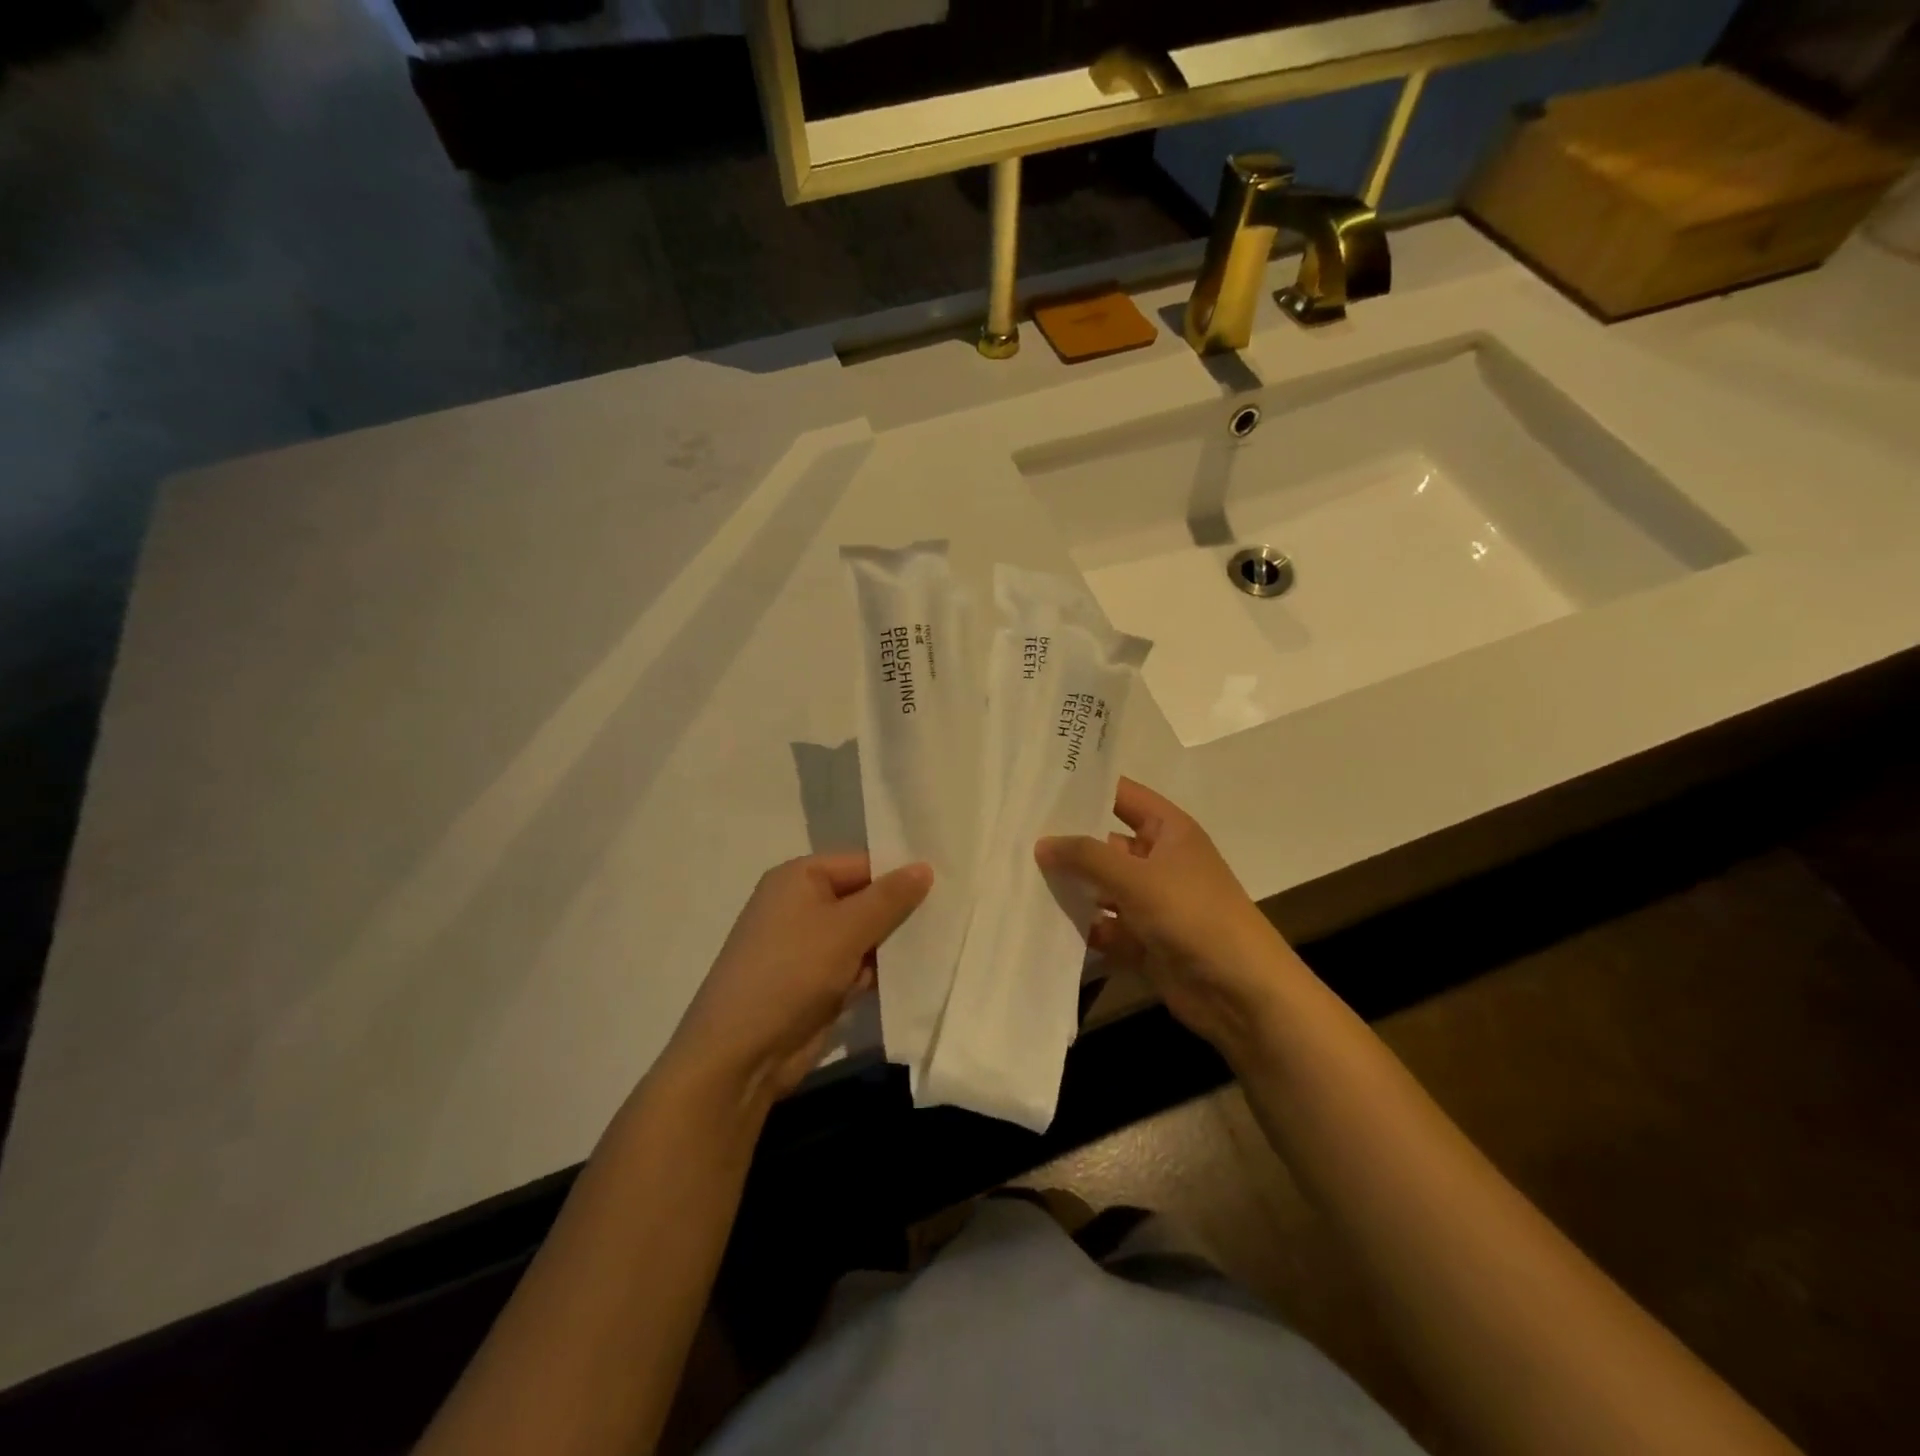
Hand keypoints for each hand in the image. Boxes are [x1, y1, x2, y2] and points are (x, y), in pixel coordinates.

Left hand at [664, 854, 931, 1106]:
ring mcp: (808, 948)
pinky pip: (858, 967)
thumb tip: (925, 867)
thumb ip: (889, 898)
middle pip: (864, 898)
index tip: (947, 884)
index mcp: (799, 878)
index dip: (901, 874)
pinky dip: (881, 972)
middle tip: (954, 914)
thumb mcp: (846, 929)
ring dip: (895, 944)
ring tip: (946, 942)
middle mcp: (802, 906)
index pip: (862, 863)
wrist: (741, 1054)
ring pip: (864, 936)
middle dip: (902, 910)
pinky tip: (919, 974)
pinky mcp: (816, 984)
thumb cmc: (791, 973)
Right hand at [1036, 778, 1299, 1058]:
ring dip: (1070, 887)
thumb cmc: (1193, 915)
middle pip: (1105, 843)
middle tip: (1014, 835)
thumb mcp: (1136, 877)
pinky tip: (1039, 922)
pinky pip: (1104, 925)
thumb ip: (1086, 856)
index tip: (1039, 786)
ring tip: (1017, 877)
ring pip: (1101, 887)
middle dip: (1067, 843)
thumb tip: (1042, 843)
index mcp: (1169, 830)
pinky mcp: (1144, 940)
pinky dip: (1081, 926)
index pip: (1122, 796)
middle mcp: (1159, 860)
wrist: (1240, 992)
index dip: (1086, 789)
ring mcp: (1151, 902)